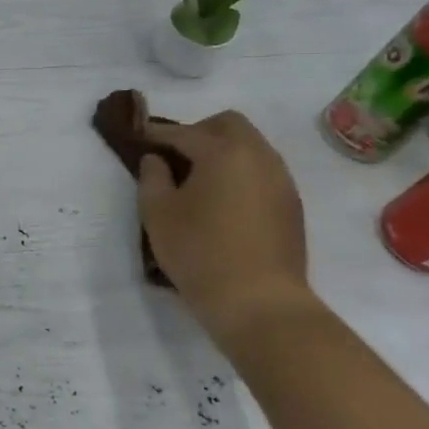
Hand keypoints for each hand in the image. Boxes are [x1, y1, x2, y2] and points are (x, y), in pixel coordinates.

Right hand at [135, 111, 313, 346]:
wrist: (260, 303)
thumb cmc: (200, 252)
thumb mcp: (158, 214)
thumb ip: (152, 177)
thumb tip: (156, 159)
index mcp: (224, 153)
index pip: (184, 132)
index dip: (156, 133)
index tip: (137, 137)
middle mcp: (259, 157)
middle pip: (229, 125)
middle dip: (198, 132)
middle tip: (173, 155)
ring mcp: (281, 181)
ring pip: (251, 146)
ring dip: (222, 151)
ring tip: (196, 179)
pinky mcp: (291, 205)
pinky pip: (262, 171)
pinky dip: (240, 172)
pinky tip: (221, 200)